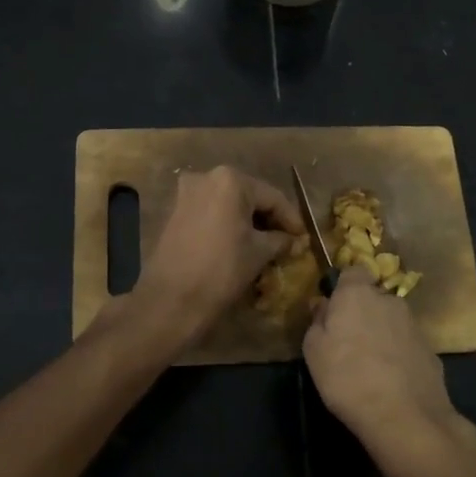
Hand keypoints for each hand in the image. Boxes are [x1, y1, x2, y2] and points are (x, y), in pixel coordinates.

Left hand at [131, 166, 301, 346]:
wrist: (171, 299)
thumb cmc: (222, 270)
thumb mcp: (259, 253)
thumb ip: (280, 240)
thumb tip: (292, 239)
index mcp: (230, 180)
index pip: (272, 197)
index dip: (291, 219)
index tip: (304, 237)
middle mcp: (205, 177)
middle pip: (248, 197)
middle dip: (268, 219)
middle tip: (286, 241)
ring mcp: (186, 194)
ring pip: (228, 205)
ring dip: (248, 223)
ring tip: (266, 245)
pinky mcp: (175, 212)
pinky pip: (211, 213)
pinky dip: (227, 225)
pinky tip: (240, 244)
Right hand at [303, 269, 475, 476]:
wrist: (404, 416)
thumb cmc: (347, 377)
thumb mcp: (313, 350)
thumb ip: (317, 321)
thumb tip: (323, 305)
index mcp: (358, 294)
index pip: (353, 271)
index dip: (343, 287)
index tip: (333, 309)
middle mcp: (389, 301)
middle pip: (373, 298)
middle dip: (362, 313)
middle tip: (347, 342)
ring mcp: (414, 325)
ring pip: (391, 321)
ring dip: (381, 334)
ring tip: (369, 366)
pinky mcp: (431, 350)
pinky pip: (406, 345)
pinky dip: (398, 355)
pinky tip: (390, 381)